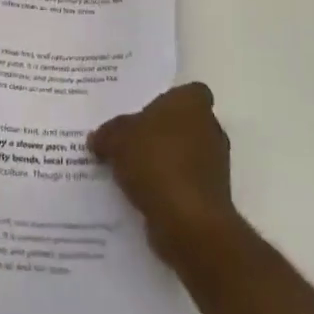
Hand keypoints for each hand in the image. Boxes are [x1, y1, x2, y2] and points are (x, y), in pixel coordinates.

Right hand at [88, 82, 237, 263]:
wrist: (188, 221)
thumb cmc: (156, 162)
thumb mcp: (117, 139)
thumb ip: (107, 133)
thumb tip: (98, 138)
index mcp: (193, 103)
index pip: (187, 92)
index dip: (167, 102)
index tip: (143, 114)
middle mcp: (210, 128)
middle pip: (183, 124)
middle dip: (161, 133)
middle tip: (129, 141)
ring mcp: (215, 164)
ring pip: (184, 154)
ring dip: (163, 162)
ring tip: (130, 172)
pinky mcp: (211, 195)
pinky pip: (183, 183)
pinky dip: (167, 187)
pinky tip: (141, 195)